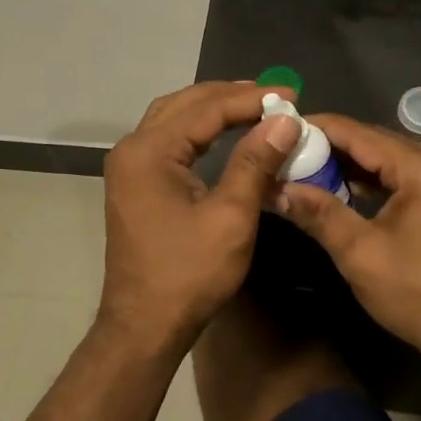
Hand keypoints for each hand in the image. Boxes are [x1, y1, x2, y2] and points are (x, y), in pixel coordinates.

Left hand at [97, 82, 301, 352]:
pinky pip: (167, 139)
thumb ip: (255, 162)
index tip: (291, 95)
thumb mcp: (230, 217)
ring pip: (173, 118)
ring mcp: (128, 166)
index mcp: (149, 152)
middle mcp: (132, 149)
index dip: (250, 99)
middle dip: (229, 96)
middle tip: (273, 96)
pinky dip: (197, 130)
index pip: (206, 109)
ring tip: (253, 105)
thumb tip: (285, 120)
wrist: (144, 325)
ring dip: (211, 108)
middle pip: (184, 104)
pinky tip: (223, 133)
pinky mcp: (133, 183)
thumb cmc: (189, 274)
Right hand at [276, 114, 420, 368]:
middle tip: (292, 151)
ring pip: (398, 158)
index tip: (284, 126)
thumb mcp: (360, 254)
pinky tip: (352, 188)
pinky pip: (414, 175)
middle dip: (336, 147)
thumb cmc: (420, 297)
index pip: (362, 134)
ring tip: (312, 168)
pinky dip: (383, 180)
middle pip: (381, 142)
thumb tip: (275, 188)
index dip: (320, 128)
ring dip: (358, 164)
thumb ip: (318, 212)